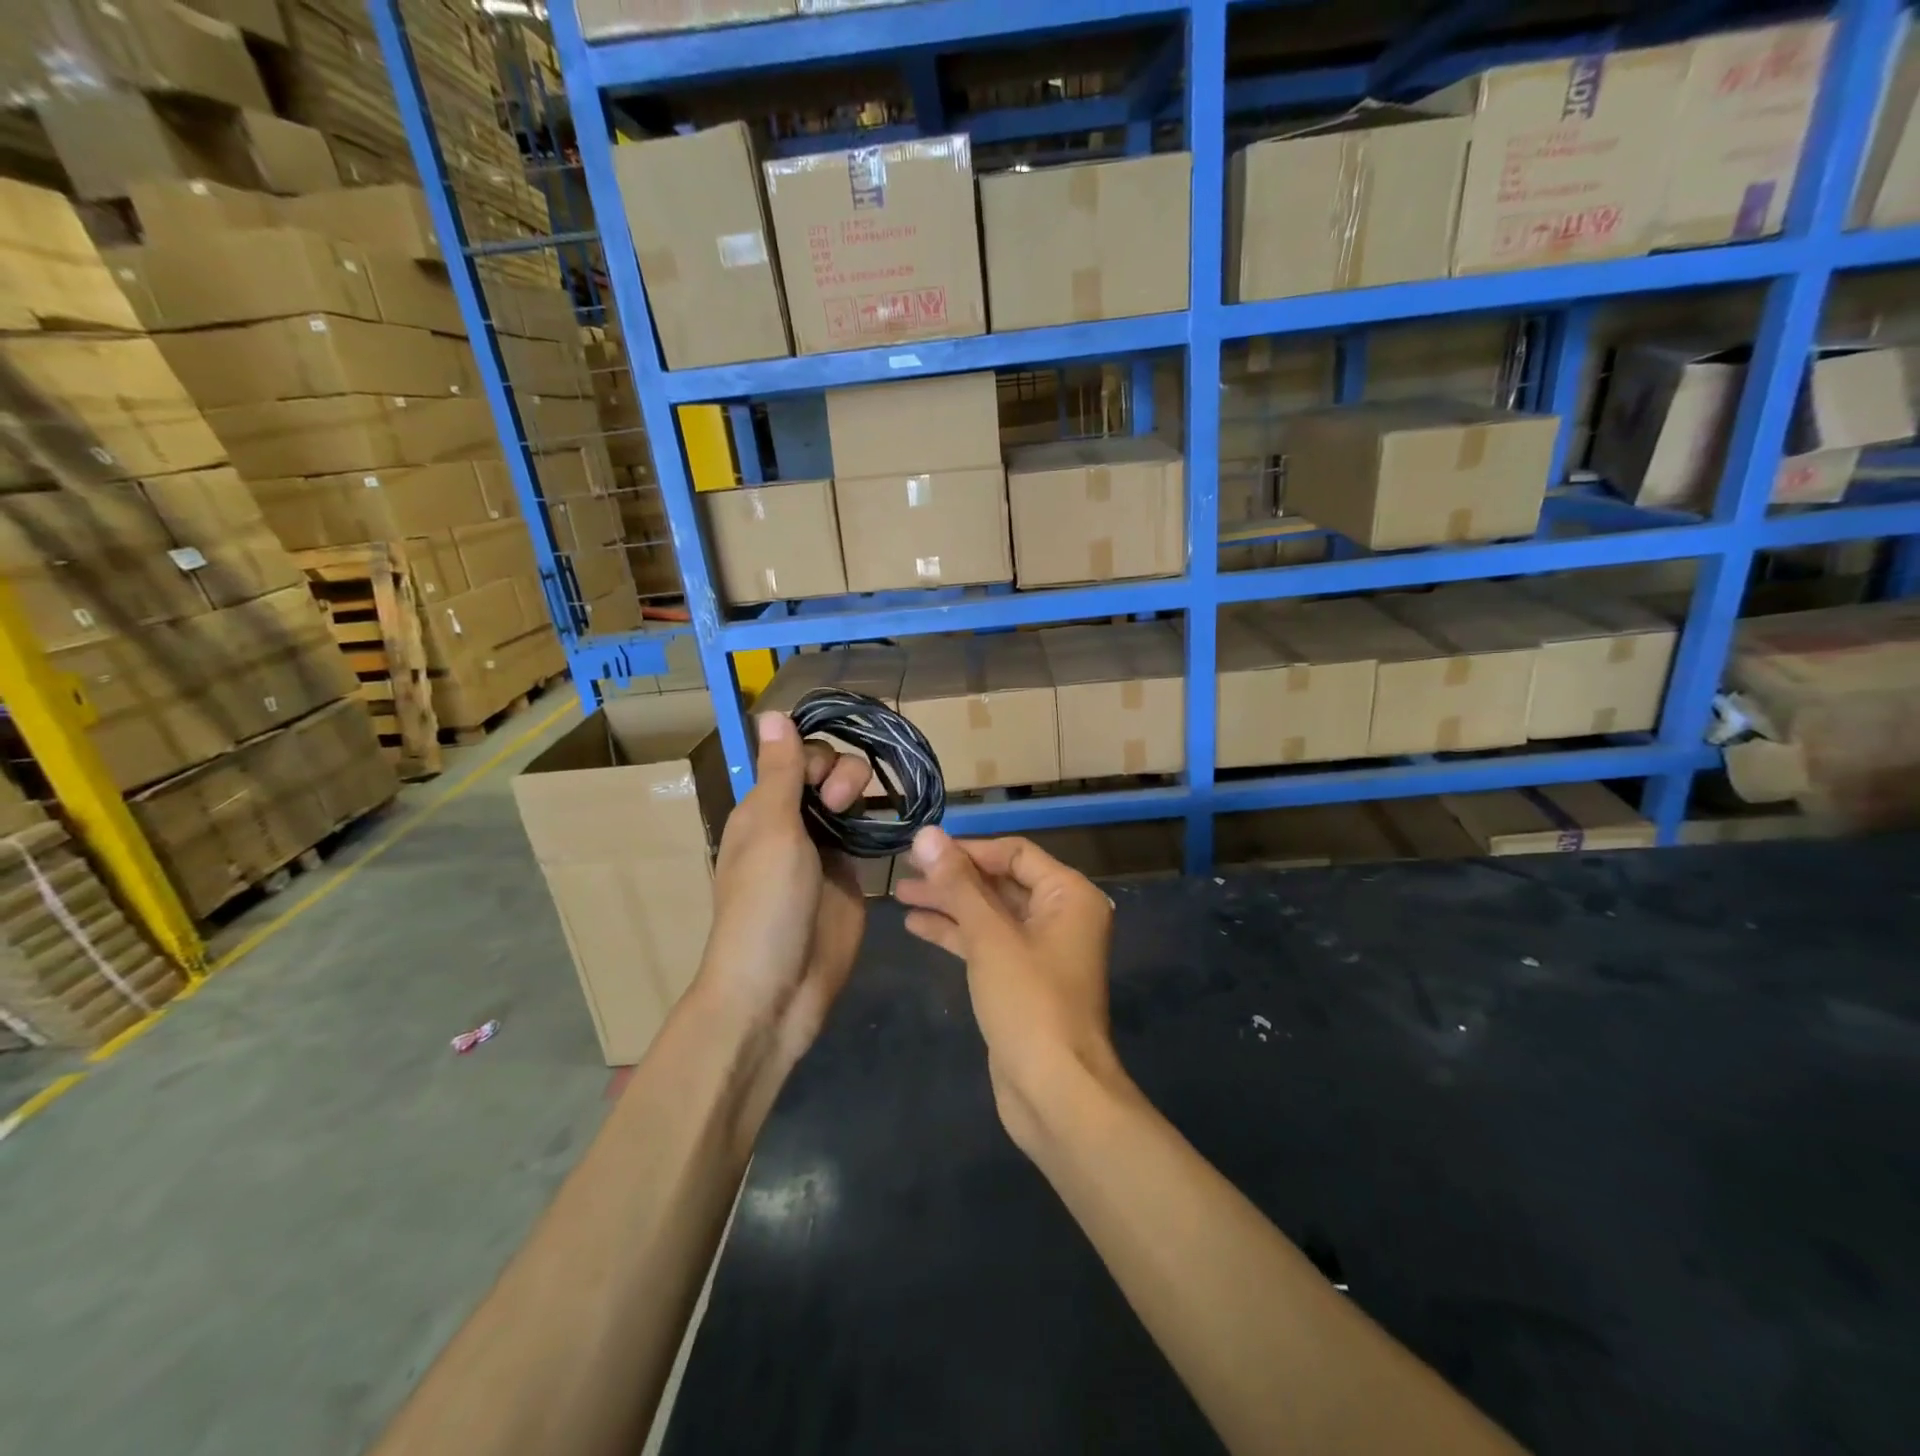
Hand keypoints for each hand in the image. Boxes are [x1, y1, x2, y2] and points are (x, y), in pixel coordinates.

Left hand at [697, 712, 870, 1070]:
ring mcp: (824, 851)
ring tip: (865, 819)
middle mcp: (792, 823)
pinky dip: (879, 826)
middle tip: (841, 804)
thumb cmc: (766, 905)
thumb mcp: (771, 831)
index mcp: (763, 809)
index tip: (824, 783)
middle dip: (842, 774)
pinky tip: (893, 827)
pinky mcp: (850, 878)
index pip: (796, 757)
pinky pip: (867, 836)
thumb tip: (773, 712)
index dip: (816, 757)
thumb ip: (780, 772)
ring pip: (850, 801)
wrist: (777, 990)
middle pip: (826, 773)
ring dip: (862, 796)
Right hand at [894, 827, 1120, 1151]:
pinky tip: (916, 925)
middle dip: (953, 877)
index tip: (922, 850)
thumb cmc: (1028, 1002)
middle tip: (904, 870)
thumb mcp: (990, 936)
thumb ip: (958, 883)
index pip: (1014, 853)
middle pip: (1000, 882)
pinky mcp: (1022, 980)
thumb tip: (927, 834)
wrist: (1055, 1092)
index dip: (968, 849)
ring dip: (948, 903)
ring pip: (990, 914)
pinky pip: (987, 943)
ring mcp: (1041, 950)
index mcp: (1069, 895)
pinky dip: (956, 933)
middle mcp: (1061, 916)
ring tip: (900, 895)